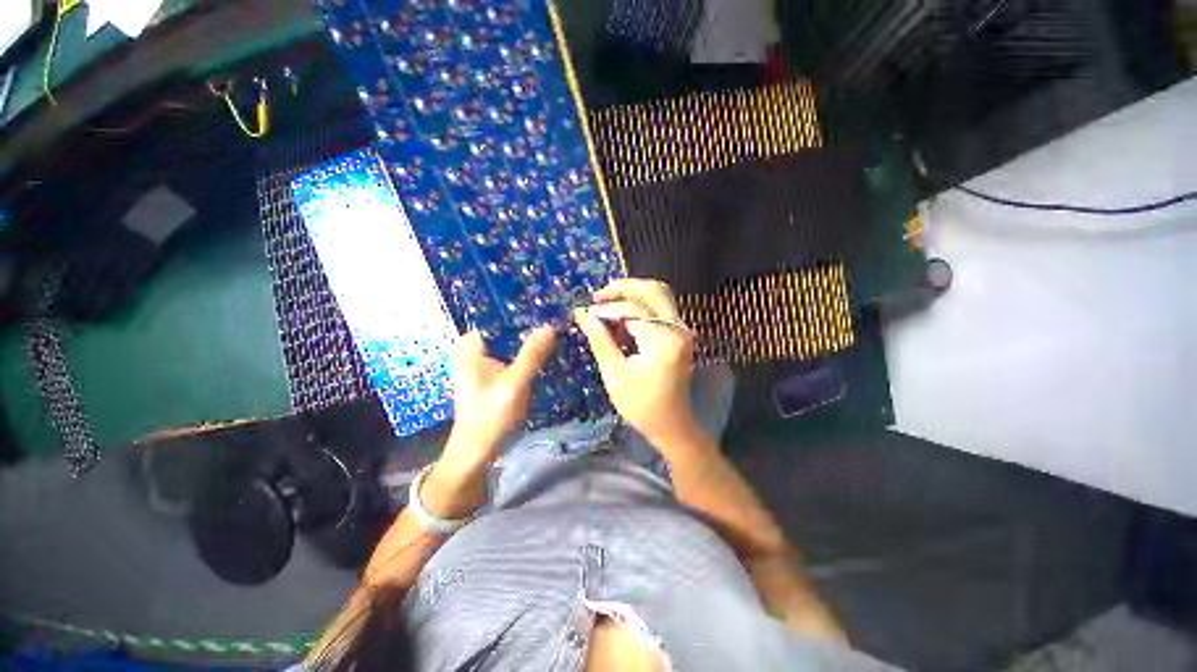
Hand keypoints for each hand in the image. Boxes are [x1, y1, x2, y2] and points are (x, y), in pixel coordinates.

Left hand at [439, 325, 557, 475]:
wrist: (477, 450)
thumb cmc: (490, 417)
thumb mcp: (514, 384)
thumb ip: (532, 355)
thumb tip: (551, 326)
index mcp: (471, 346)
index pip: (500, 317)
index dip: (525, 312)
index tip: (550, 308)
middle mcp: (474, 349)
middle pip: (507, 330)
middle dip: (531, 327)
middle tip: (558, 321)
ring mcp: (482, 362)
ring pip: (511, 343)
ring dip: (531, 342)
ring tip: (556, 333)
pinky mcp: (491, 373)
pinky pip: (511, 356)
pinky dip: (526, 355)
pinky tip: (545, 354)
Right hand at [574, 278, 701, 448]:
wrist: (672, 425)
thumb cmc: (642, 406)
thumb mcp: (615, 375)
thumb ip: (600, 340)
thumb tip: (584, 315)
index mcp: (664, 341)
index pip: (632, 310)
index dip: (606, 309)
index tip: (584, 312)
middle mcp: (679, 329)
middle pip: (654, 290)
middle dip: (623, 288)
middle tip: (598, 296)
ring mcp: (682, 331)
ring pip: (658, 296)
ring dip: (632, 295)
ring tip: (606, 303)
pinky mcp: (679, 335)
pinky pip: (660, 309)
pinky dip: (640, 306)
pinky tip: (621, 316)